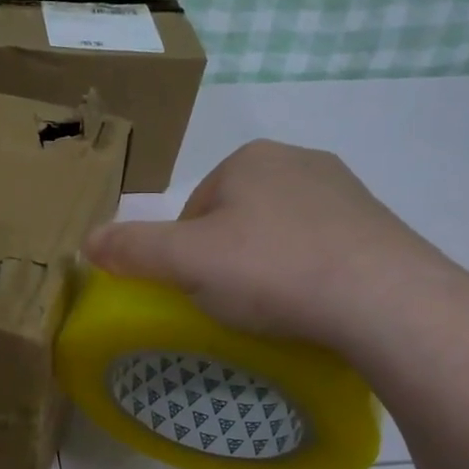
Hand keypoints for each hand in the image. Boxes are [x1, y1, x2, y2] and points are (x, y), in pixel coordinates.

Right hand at [85, 140, 455, 347]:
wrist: (383, 300)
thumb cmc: (272, 270)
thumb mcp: (185, 263)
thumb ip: (132, 249)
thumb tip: (85, 241)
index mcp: (249, 159)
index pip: (194, 208)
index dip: (185, 253)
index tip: (196, 290)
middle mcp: (299, 161)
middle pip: (236, 218)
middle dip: (228, 257)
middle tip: (232, 304)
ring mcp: (346, 192)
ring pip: (281, 233)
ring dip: (269, 265)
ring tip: (274, 309)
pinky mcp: (379, 227)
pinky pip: (323, 249)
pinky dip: (309, 273)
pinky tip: (313, 304)